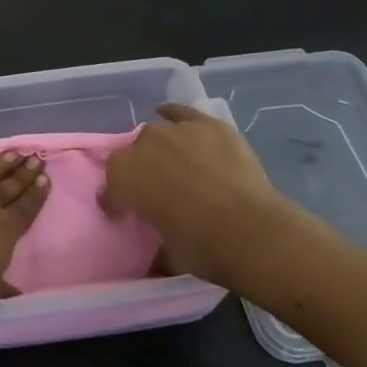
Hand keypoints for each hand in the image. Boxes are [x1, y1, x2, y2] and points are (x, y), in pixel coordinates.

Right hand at [102, 104, 322, 292]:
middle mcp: (143, 145)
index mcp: (124, 177)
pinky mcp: (208, 124)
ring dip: (160, 149)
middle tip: (158, 192)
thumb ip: (154, 238)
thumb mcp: (167, 253)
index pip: (111, 186)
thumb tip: (156, 246)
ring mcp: (177, 130)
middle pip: (133, 155)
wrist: (255, 232)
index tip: (128, 215)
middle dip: (140, 172)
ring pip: (157, 134)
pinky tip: (177, 122)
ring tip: (177, 166)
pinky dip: (176, 116)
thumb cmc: (204, 248)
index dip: (118, 201)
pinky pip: (183, 113)